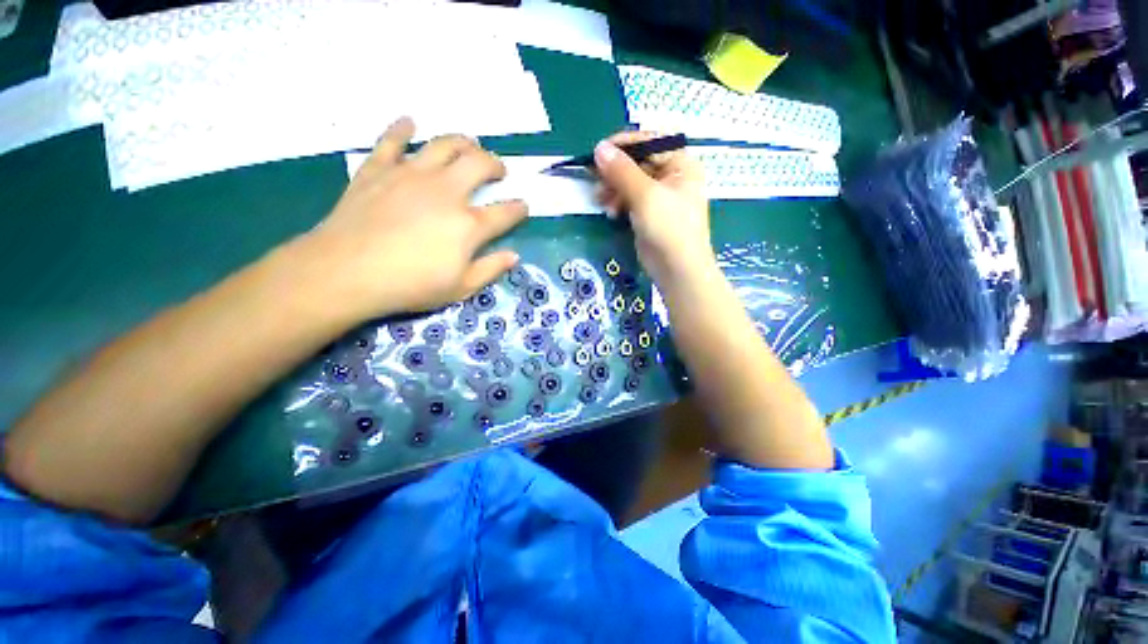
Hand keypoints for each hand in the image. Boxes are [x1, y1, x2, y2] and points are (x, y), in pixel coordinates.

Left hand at [297, 118, 526, 321]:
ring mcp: (411, 175)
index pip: (504, 212)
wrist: (347, 272)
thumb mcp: (460, 288)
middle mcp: (446, 191)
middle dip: (495, 164)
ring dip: (462, 141)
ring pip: (443, 144)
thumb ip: (490, 270)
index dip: (518, 209)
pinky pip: (392, 141)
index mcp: (468, 225)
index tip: (523, 207)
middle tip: (498, 170)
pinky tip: (409, 123)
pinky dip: (401, 129)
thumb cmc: (410, 285)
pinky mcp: (379, 169)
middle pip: (479, 164)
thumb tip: (514, 256)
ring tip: (469, 145)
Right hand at [593, 131, 712, 282]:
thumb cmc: (669, 228)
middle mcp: (671, 177)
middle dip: (615, 172)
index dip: (623, 145)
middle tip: (595, 180)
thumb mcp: (645, 196)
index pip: (649, 142)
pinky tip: (610, 212)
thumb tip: (599, 148)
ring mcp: (659, 197)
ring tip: (601, 200)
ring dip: (613, 189)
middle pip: (637, 163)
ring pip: (630, 182)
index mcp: (680, 164)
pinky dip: (618, 203)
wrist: (677, 269)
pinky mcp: (648, 214)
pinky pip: (629, 200)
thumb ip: (622, 171)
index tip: (598, 152)